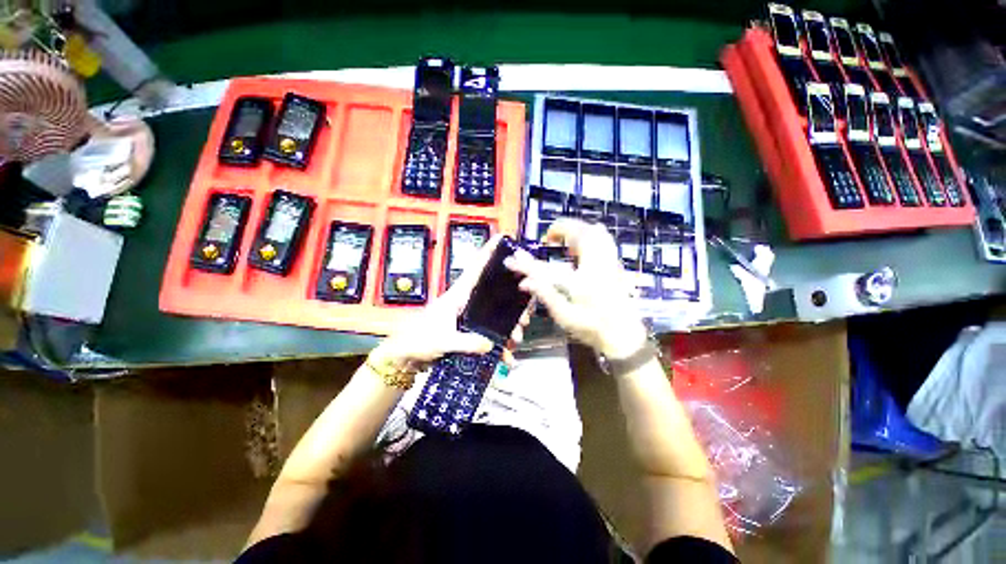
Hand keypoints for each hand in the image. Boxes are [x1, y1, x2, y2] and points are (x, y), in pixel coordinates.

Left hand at [369, 235, 530, 374]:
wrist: (407, 355)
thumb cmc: (418, 340)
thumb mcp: (442, 341)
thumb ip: (465, 342)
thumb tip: (490, 343)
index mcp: (458, 295)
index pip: (476, 269)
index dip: (488, 253)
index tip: (501, 240)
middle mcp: (467, 302)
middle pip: (495, 293)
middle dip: (513, 304)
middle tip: (524, 317)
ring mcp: (470, 316)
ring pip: (496, 314)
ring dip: (509, 326)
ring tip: (516, 339)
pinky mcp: (469, 330)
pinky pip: (490, 333)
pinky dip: (499, 344)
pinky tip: (506, 355)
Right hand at [506, 219, 647, 359]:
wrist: (624, 335)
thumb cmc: (592, 329)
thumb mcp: (565, 317)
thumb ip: (545, 296)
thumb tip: (525, 282)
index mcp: (581, 285)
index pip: (547, 269)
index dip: (526, 264)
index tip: (511, 260)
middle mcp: (597, 268)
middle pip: (580, 235)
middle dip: (560, 229)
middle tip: (548, 238)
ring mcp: (609, 263)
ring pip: (595, 232)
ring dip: (576, 230)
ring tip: (563, 240)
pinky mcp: (615, 264)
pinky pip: (604, 239)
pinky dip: (590, 235)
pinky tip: (581, 246)